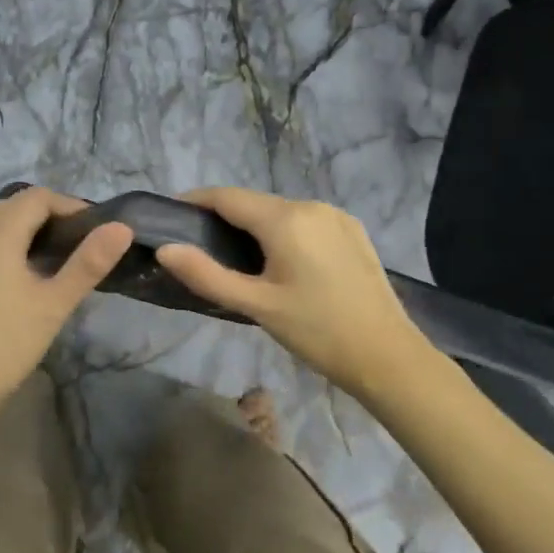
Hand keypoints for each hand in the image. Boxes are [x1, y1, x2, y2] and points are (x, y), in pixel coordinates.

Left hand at [0, 187, 132, 411]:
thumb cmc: (7, 343)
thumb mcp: (55, 303)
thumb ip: (89, 262)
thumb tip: (121, 227)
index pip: (38, 198)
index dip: (70, 205)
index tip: (96, 229)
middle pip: (16, 205)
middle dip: (50, 213)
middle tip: (81, 241)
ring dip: (29, 227)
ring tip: (60, 255)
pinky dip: (11, 243)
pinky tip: (28, 274)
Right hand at [154, 187, 428, 397]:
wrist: (388, 356)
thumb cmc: (317, 332)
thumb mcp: (257, 306)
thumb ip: (207, 275)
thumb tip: (165, 249)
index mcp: (286, 219)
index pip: (227, 197)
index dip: (195, 201)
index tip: (170, 215)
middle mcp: (311, 206)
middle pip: (254, 203)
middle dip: (223, 217)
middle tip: (198, 245)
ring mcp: (336, 216)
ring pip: (280, 212)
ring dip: (254, 225)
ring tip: (234, 257)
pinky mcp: (352, 231)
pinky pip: (305, 221)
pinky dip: (282, 232)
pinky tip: (279, 261)